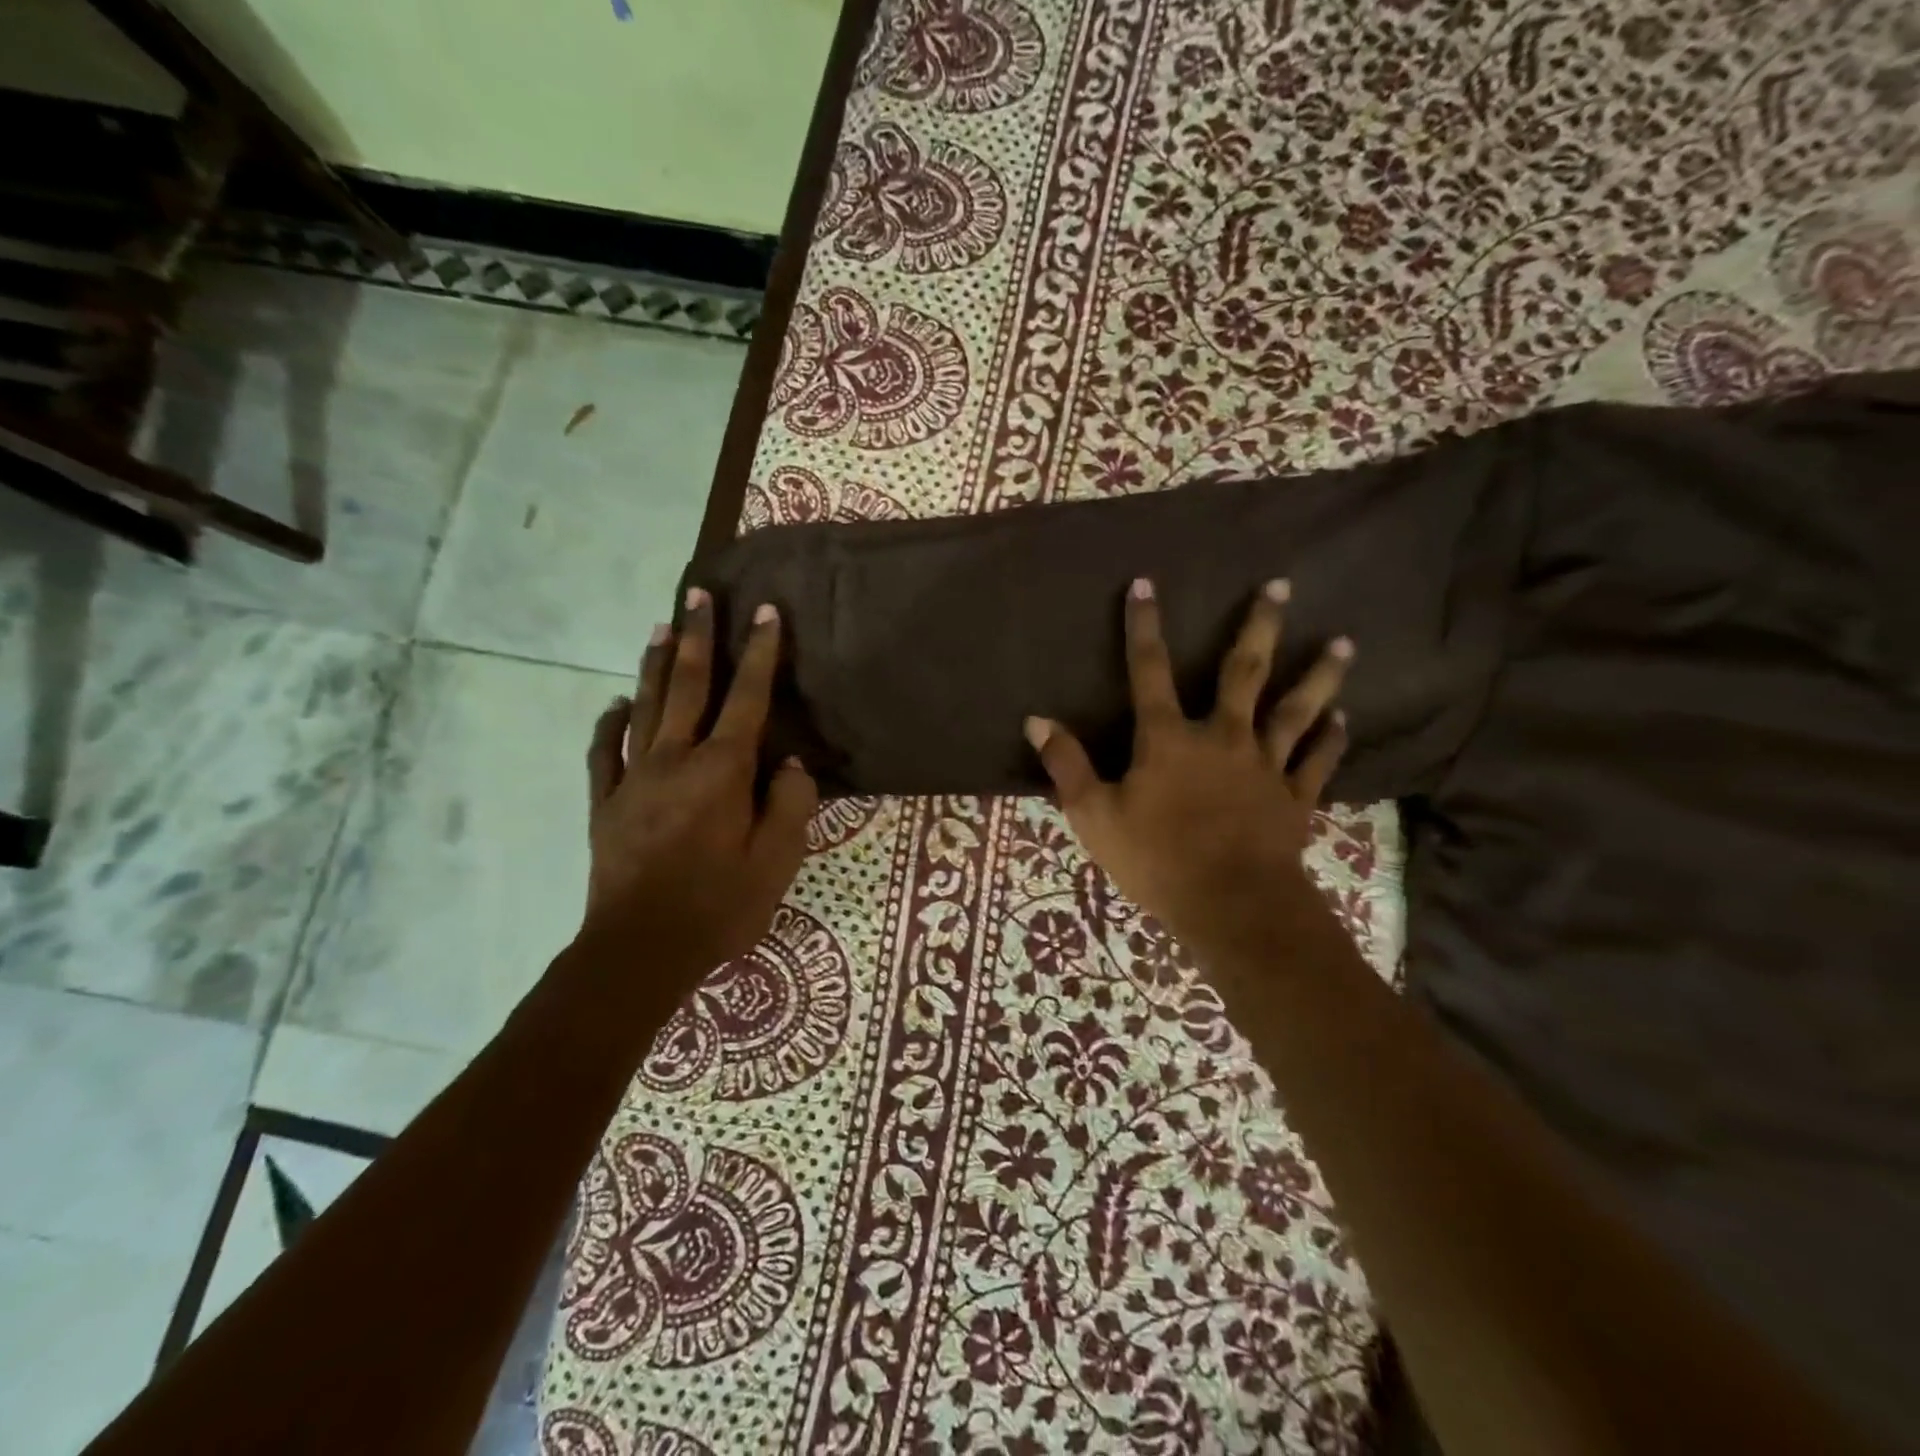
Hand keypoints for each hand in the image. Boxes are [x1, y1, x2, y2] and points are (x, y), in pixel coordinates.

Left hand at [580, 588, 816, 981]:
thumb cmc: (719, 905)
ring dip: (654, 665)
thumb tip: (788, 761)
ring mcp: (632, 778)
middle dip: (697, 637)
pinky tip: (615, 703)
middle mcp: (675, 760)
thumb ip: (790, 802)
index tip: (766, 612)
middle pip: (687, 686)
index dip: (760, 653)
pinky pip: (603, 752)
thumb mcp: (778, 861)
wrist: (641, 950)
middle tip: (698, 594)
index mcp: (722, 771)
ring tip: (661, 626)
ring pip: (644, 707)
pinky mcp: (605, 803)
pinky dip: (609, 722)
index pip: (747, 698)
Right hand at [1024, 577, 1351, 958]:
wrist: (1231, 905)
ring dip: (1319, 674)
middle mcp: (1222, 737)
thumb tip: (1036, 720)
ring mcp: (1264, 765)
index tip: (1146, 584)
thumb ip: (1067, 765)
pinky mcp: (1293, 797)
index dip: (1143, 627)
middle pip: (1244, 671)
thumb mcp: (1094, 815)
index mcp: (1168, 739)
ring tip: (1343, 642)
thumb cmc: (1156, 859)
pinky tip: (1343, 718)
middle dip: (1259, 625)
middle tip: (1281, 585)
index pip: (1149, 671)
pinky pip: (1316, 761)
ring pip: (1295, 709)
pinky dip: (1331, 739)